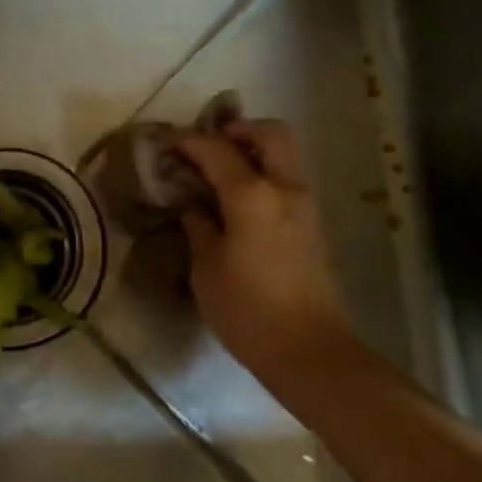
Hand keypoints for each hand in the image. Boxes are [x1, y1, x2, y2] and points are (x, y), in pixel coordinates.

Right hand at [175, 120, 350, 385]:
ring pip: (284, 153)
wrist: (308, 351)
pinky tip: (240, 199)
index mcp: (252, 195)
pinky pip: (288, 178)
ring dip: (254, 149)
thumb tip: (194, 207)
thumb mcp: (206, 268)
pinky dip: (266, 172)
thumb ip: (199, 227)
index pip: (217, 150)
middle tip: (210, 146)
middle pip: (270, 132)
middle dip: (238, 129)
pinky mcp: (313, 223)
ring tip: (222, 171)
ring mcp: (305, 204)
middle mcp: (285, 188)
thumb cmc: (247, 310)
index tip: (168, 143)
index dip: (189, 141)